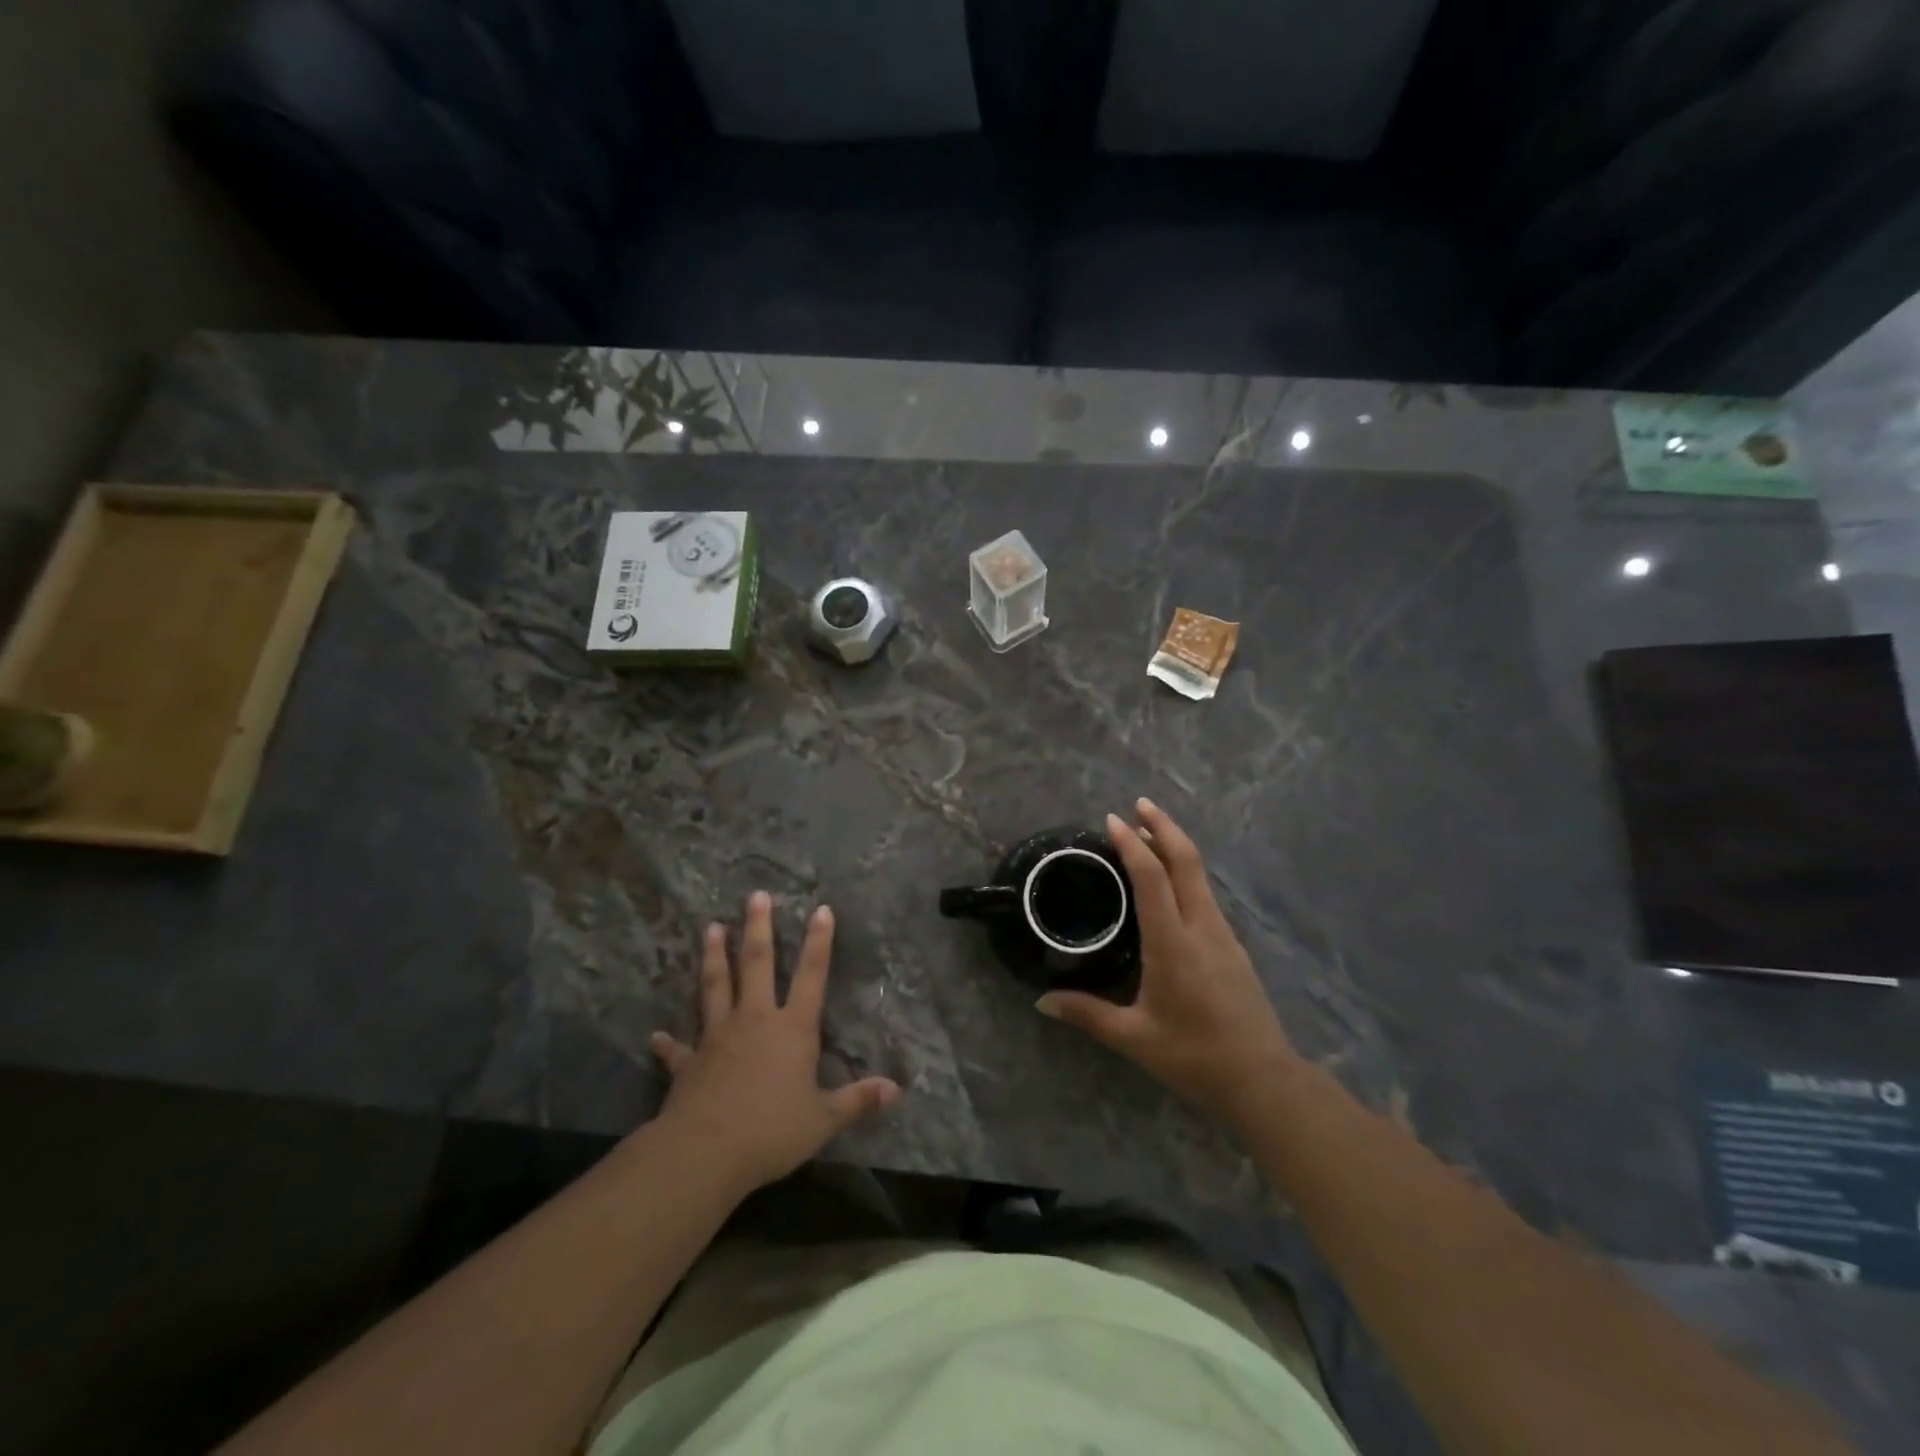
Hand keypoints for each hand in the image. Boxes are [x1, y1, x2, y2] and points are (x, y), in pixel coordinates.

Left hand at [651, 891, 900, 1193]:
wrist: (705, 1152)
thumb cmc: (771, 1130)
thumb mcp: (823, 1119)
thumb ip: (858, 1100)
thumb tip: (896, 1089)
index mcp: (792, 1029)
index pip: (812, 976)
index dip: (819, 942)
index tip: (820, 909)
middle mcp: (755, 1020)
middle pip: (758, 965)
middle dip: (760, 929)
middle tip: (756, 896)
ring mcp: (718, 1037)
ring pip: (716, 987)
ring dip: (714, 957)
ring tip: (712, 928)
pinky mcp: (690, 1062)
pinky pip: (678, 1049)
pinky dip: (668, 1042)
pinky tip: (656, 1035)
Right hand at [1037, 799, 1300, 1128]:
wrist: (1263, 1078)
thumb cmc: (1194, 1057)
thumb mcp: (1134, 1038)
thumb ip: (1087, 1014)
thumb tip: (1042, 1002)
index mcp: (1173, 945)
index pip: (1152, 880)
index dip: (1132, 846)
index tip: (1113, 821)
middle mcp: (1202, 928)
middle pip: (1186, 861)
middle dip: (1163, 827)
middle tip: (1139, 804)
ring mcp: (1222, 934)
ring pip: (1200, 875)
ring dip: (1175, 846)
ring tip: (1148, 833)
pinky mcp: (1232, 945)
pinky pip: (1205, 893)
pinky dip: (1184, 872)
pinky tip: (1170, 882)